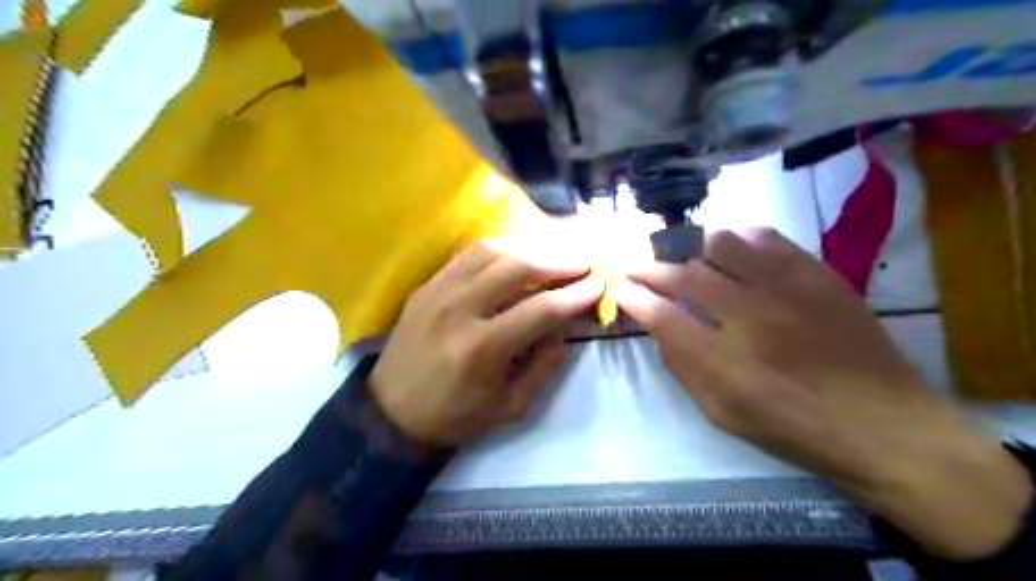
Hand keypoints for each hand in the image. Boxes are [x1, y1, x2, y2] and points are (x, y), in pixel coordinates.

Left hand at [367, 233, 603, 445]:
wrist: (390, 412)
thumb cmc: (454, 416)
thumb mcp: (508, 408)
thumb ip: (542, 366)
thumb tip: (563, 327)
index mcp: (481, 349)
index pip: (541, 310)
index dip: (576, 294)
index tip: (599, 284)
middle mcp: (459, 311)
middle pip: (517, 267)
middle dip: (558, 260)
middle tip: (582, 261)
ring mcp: (438, 292)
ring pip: (491, 250)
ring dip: (530, 246)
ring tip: (555, 251)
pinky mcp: (426, 286)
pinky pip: (467, 254)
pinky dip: (499, 247)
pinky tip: (518, 250)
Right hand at [613, 230, 1026, 560]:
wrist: (884, 424)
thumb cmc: (793, 427)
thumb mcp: (722, 413)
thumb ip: (683, 366)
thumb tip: (657, 326)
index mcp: (724, 361)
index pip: (661, 314)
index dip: (633, 297)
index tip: (620, 288)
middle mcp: (750, 316)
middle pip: (684, 274)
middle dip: (649, 267)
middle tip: (635, 265)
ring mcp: (787, 290)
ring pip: (721, 245)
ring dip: (689, 246)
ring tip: (677, 252)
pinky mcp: (817, 275)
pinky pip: (767, 238)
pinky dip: (736, 236)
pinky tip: (726, 243)